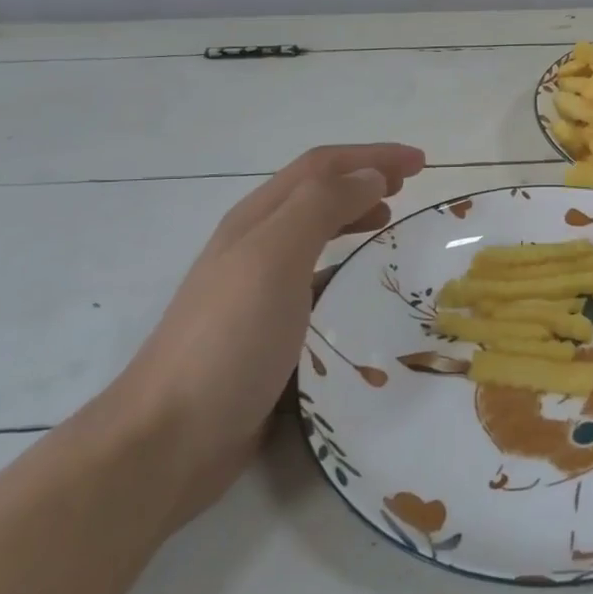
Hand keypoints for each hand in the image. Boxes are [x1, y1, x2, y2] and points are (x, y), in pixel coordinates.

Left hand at [107, 143, 425, 523]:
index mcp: (257, 220)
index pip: (321, 167)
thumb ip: (322, 207)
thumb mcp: (275, 257)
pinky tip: (360, 286)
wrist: (172, 437)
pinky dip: (344, 265)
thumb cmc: (229, 338)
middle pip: (316, 193)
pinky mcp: (267, 330)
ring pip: (314, 234)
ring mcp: (257, 289)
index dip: (372, 156)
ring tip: (389, 223)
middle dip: (364, 179)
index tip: (421, 164)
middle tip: (410, 188)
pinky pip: (315, 280)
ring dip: (353, 217)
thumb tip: (370, 176)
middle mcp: (255, 246)